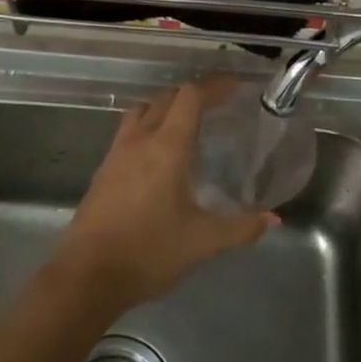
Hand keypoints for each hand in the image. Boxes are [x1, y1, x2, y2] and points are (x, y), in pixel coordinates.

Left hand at [56, 79, 275, 311]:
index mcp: (166, 147)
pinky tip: (158, 155)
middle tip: (217, 104)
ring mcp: (116, 155)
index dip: (213, 86)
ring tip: (186, 123)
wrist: (87, 276)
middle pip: (165, 99)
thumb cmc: (149, 252)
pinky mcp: (102, 172)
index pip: (190, 98)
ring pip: (141, 112)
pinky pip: (127, 133)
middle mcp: (139, 141)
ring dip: (165, 107)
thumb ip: (241, 227)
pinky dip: (147, 128)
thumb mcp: (203, 242)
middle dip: (192, 94)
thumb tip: (273, 219)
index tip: (234, 85)